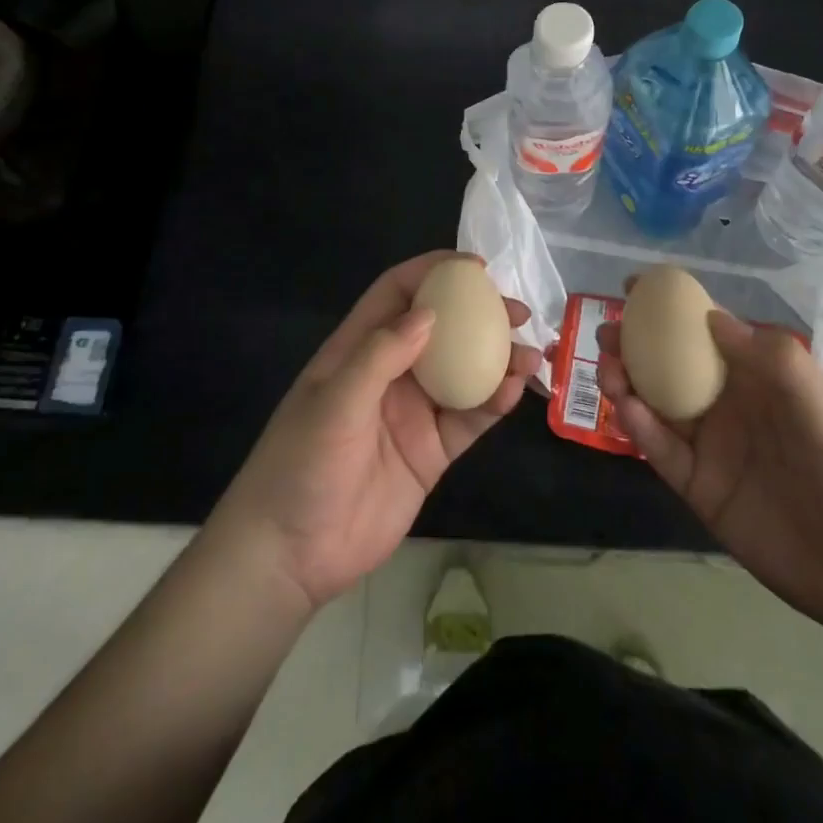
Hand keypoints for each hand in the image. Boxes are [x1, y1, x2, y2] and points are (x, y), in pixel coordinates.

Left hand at [207, 251, 540, 613]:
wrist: (291, 554)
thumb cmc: (301, 463)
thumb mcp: (335, 402)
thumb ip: (380, 355)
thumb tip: (430, 314)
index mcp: (358, 349)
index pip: (397, 294)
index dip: (433, 273)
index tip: (475, 268)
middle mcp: (390, 373)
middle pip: (441, 329)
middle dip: (479, 315)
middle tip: (518, 312)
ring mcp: (413, 412)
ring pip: (464, 373)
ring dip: (498, 360)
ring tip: (531, 354)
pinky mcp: (431, 452)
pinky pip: (468, 419)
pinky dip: (493, 403)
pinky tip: (515, 392)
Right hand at [598, 309, 822, 643]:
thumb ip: (772, 359)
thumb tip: (711, 315)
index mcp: (760, 377)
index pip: (708, 330)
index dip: (672, 306)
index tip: (634, 287)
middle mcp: (730, 405)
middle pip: (672, 365)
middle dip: (636, 344)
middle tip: (605, 332)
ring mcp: (712, 447)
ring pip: (658, 404)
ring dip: (628, 382)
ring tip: (606, 367)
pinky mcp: (700, 487)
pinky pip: (662, 450)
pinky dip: (639, 427)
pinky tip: (624, 408)